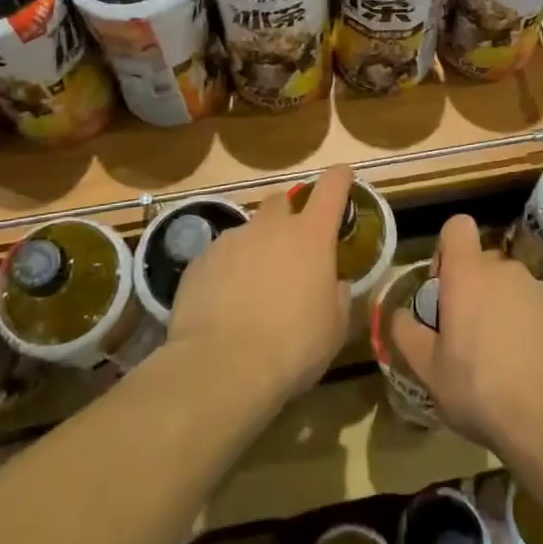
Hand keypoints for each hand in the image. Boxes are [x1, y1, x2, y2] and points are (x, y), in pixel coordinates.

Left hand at [167, 164, 352, 409]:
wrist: (221, 367)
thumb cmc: (292, 346)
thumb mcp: (334, 328)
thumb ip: (338, 295)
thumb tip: (335, 283)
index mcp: (311, 236)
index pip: (331, 187)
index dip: (339, 178)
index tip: (343, 176)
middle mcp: (270, 227)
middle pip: (281, 201)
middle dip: (288, 216)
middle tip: (291, 249)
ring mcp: (231, 241)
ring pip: (248, 232)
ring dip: (255, 250)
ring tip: (253, 290)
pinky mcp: (199, 262)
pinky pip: (219, 258)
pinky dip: (226, 272)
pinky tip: (224, 305)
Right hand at [389, 215, 542, 470]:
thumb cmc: (480, 389)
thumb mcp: (428, 370)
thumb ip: (407, 334)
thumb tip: (400, 314)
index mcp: (468, 274)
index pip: (457, 227)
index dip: (446, 249)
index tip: (442, 289)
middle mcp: (504, 270)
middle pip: (481, 263)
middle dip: (470, 288)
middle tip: (463, 334)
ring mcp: (538, 289)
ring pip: (508, 286)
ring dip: (498, 308)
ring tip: (496, 357)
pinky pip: (532, 307)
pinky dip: (524, 325)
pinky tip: (523, 365)